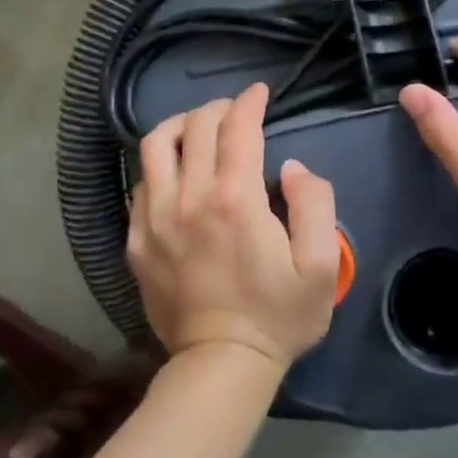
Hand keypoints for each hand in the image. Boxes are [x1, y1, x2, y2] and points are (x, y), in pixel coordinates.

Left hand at [128, 82, 340, 370]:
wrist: (220, 364)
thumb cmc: (278, 316)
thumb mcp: (320, 265)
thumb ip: (314, 203)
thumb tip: (290, 167)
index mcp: (235, 199)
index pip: (237, 128)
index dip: (249, 102)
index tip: (259, 93)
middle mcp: (189, 198)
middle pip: (196, 127)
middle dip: (218, 108)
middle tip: (236, 111)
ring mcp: (155, 218)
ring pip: (156, 146)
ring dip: (179, 125)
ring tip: (197, 127)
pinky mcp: (137, 240)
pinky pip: (140, 183)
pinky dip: (159, 165)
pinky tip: (175, 173)